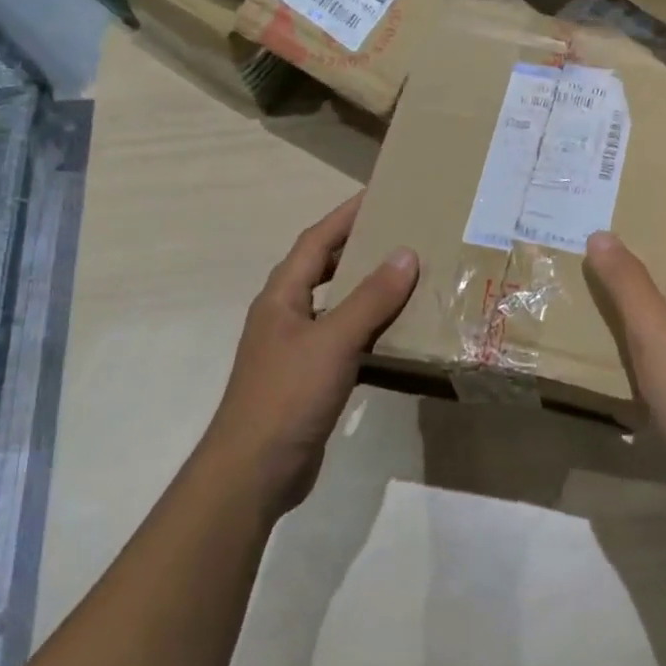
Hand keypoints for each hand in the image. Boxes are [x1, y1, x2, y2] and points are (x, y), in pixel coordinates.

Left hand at [197, 193, 417, 519]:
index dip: (344, 216)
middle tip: (402, 234)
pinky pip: (346, 342)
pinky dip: (370, 332)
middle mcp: (286, 316)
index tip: (379, 195)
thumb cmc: (288, 395)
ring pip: (337, 308)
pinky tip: (399, 337)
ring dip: (368, 292)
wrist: (256, 470)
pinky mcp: (310, 380)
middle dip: (358, 249)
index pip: (315, 242)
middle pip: (324, 270)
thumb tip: (406, 254)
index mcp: (282, 297)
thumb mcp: (333, 341)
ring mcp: (296, 350)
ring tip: (409, 279)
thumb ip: (370, 298)